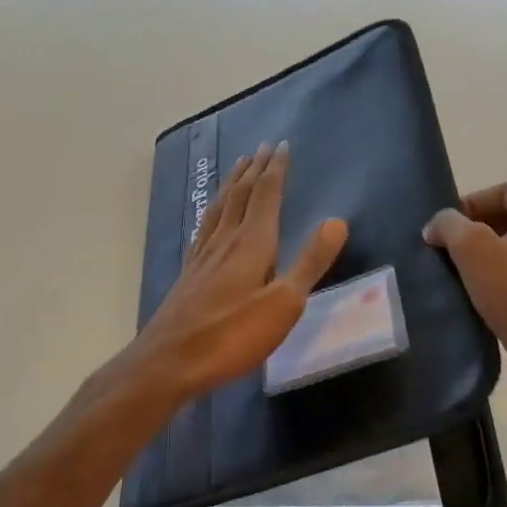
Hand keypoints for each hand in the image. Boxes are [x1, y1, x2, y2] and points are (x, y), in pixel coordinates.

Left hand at [130, 141, 347, 402]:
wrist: (169, 361)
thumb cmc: (232, 336)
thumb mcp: (284, 304)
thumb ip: (310, 263)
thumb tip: (337, 221)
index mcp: (252, 243)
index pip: (266, 195)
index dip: (276, 170)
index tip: (281, 145)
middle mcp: (225, 240)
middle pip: (241, 195)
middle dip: (254, 170)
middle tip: (262, 148)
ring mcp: (203, 255)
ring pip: (219, 208)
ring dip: (232, 184)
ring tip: (238, 168)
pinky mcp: (189, 272)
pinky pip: (204, 227)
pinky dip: (213, 211)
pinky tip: (211, 217)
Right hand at [423, 183, 506, 418]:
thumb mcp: (472, 248)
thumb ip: (448, 225)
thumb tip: (436, 225)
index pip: (504, 191)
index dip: (469, 202)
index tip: (442, 226)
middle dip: (475, 231)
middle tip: (445, 249)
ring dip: (487, 258)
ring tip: (457, 274)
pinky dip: (502, 282)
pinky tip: (480, 299)